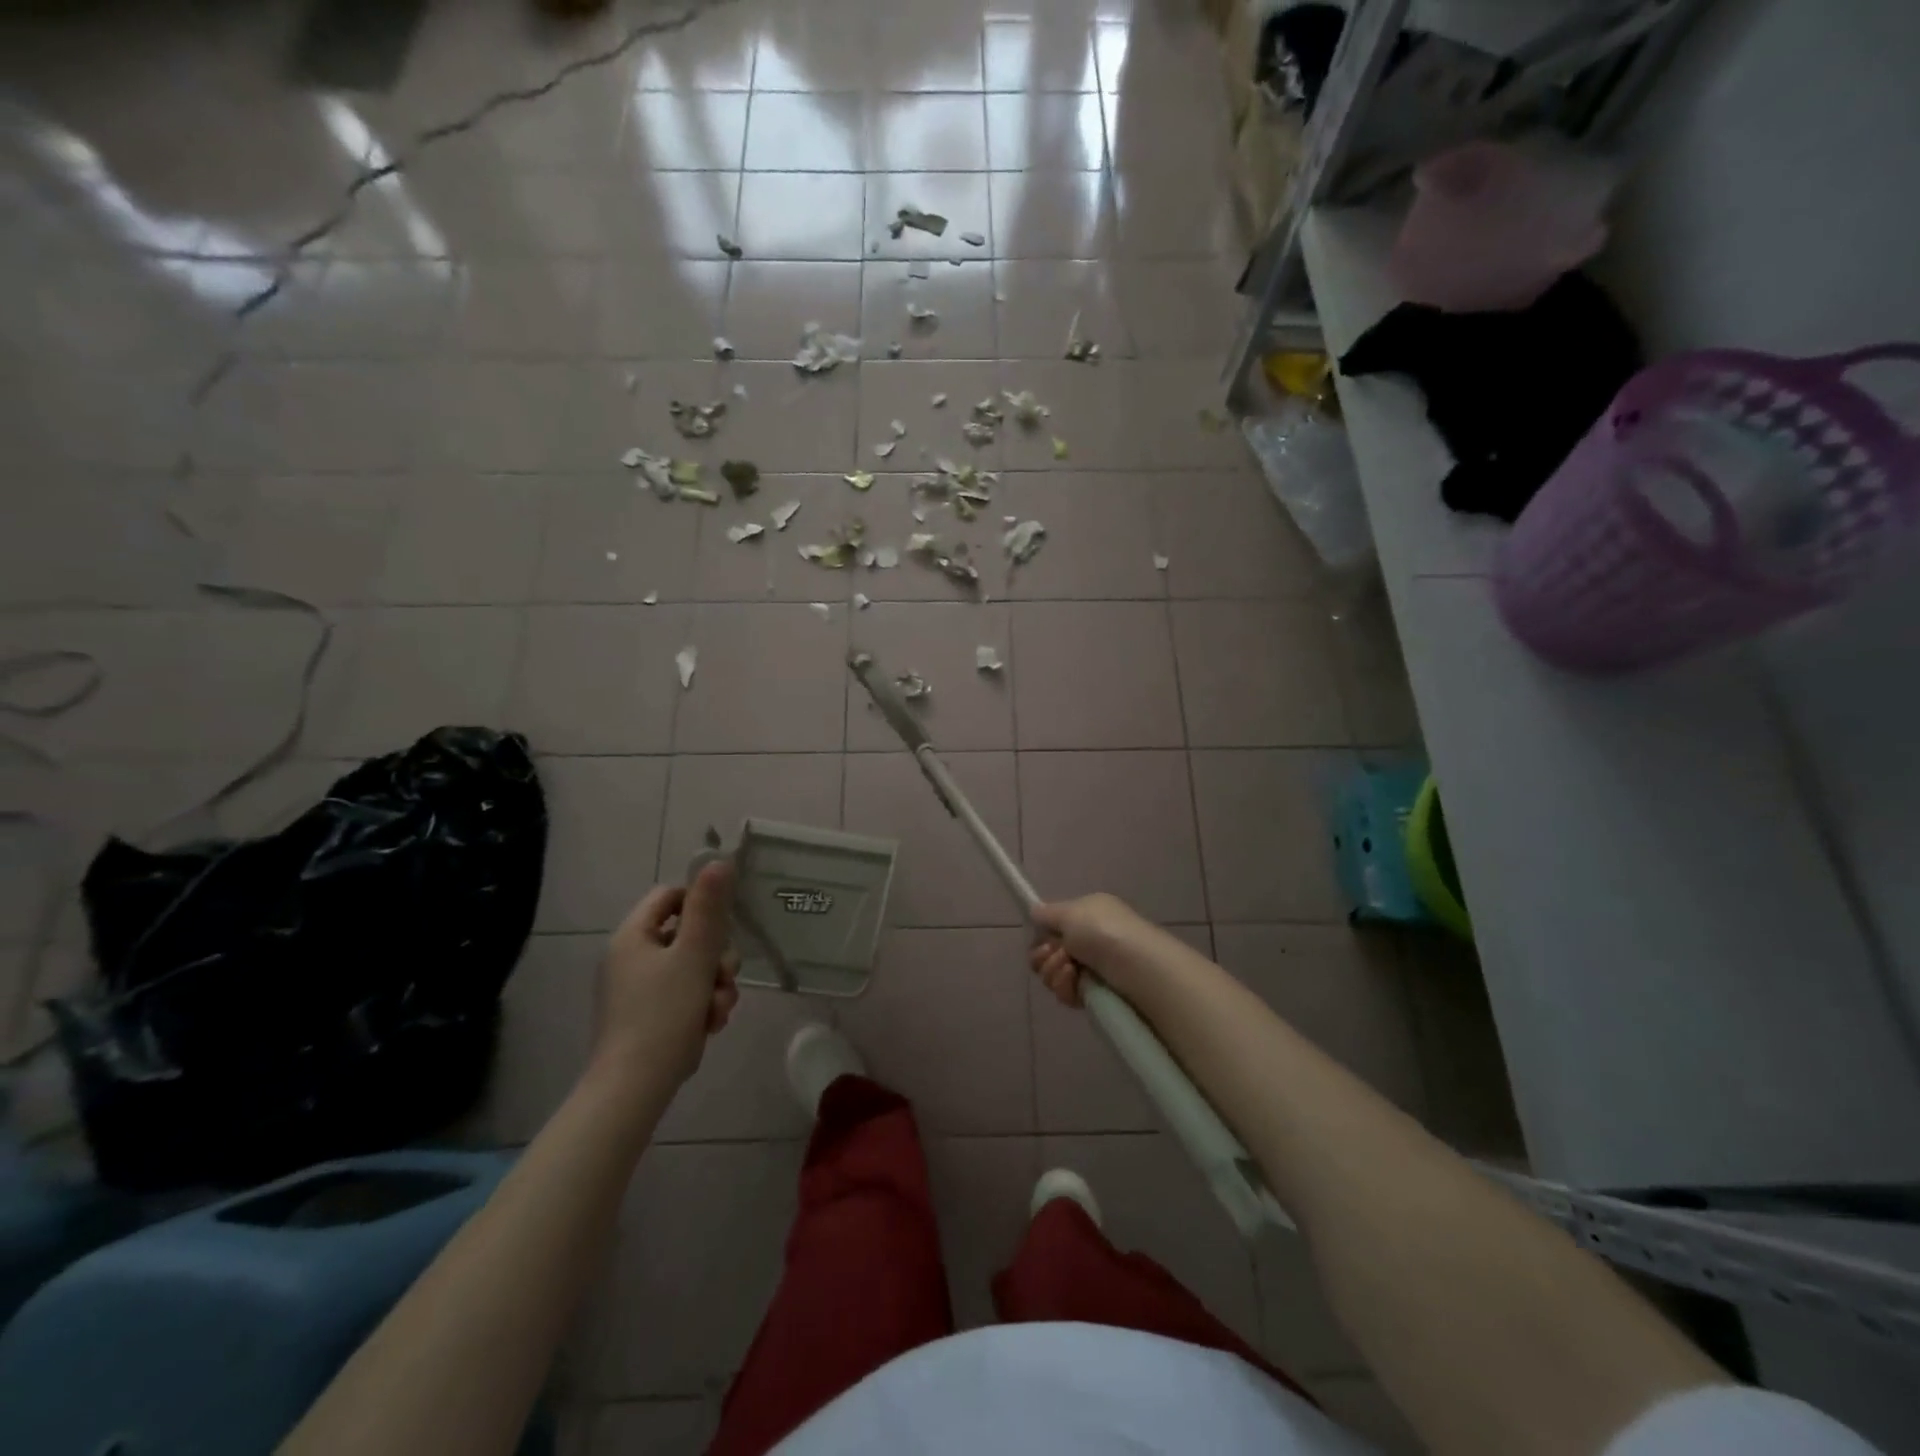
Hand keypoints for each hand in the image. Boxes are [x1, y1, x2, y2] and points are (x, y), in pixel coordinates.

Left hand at [592, 862, 739, 1089]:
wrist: (634, 1089)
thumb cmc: (663, 1015)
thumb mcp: (694, 957)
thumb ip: (709, 910)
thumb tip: (718, 862)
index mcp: (633, 937)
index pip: (669, 896)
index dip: (701, 905)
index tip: (724, 928)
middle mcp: (630, 958)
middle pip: (686, 935)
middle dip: (716, 957)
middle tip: (726, 978)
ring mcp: (636, 990)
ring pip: (691, 968)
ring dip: (714, 985)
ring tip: (718, 1011)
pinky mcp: (646, 1017)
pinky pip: (682, 996)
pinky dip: (700, 1006)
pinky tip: (710, 1025)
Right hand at [1028, 893, 1154, 1007]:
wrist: (1137, 968)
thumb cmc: (1103, 931)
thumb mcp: (1070, 911)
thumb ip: (1047, 913)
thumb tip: (1035, 911)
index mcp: (1087, 916)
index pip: (1053, 928)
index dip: (1042, 935)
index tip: (1042, 938)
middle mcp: (1089, 941)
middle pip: (1048, 953)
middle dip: (1044, 955)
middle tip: (1057, 954)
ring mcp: (1092, 969)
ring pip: (1053, 975)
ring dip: (1054, 971)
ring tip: (1070, 968)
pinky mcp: (1094, 995)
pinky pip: (1066, 993)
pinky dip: (1065, 987)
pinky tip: (1075, 982)